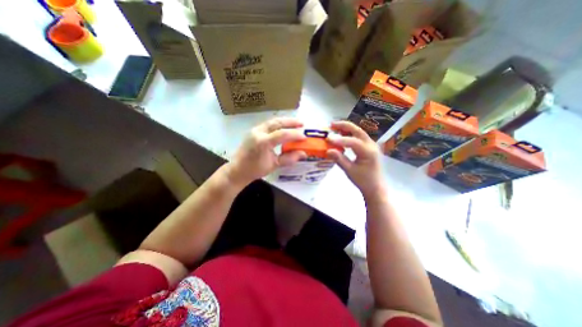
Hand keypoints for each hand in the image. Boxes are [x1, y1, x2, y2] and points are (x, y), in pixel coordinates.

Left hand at [226, 117, 308, 186]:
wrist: (238, 169)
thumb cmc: (255, 169)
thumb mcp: (274, 165)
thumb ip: (289, 158)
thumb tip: (303, 154)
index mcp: (263, 142)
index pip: (282, 134)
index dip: (295, 135)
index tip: (304, 137)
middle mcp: (258, 132)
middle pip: (277, 122)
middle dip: (291, 122)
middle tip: (302, 124)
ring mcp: (255, 130)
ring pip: (272, 121)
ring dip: (285, 121)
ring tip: (295, 124)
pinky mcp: (254, 130)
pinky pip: (268, 124)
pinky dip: (278, 124)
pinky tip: (284, 127)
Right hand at [327, 120, 384, 196]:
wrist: (375, 187)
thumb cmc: (363, 180)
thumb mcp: (349, 171)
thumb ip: (339, 159)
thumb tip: (328, 150)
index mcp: (368, 152)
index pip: (353, 141)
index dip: (339, 139)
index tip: (328, 138)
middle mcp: (371, 145)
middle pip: (358, 130)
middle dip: (344, 126)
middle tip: (331, 125)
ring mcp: (371, 145)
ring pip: (359, 132)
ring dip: (347, 128)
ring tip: (335, 127)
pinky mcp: (369, 147)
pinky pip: (359, 137)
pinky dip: (350, 134)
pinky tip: (342, 135)